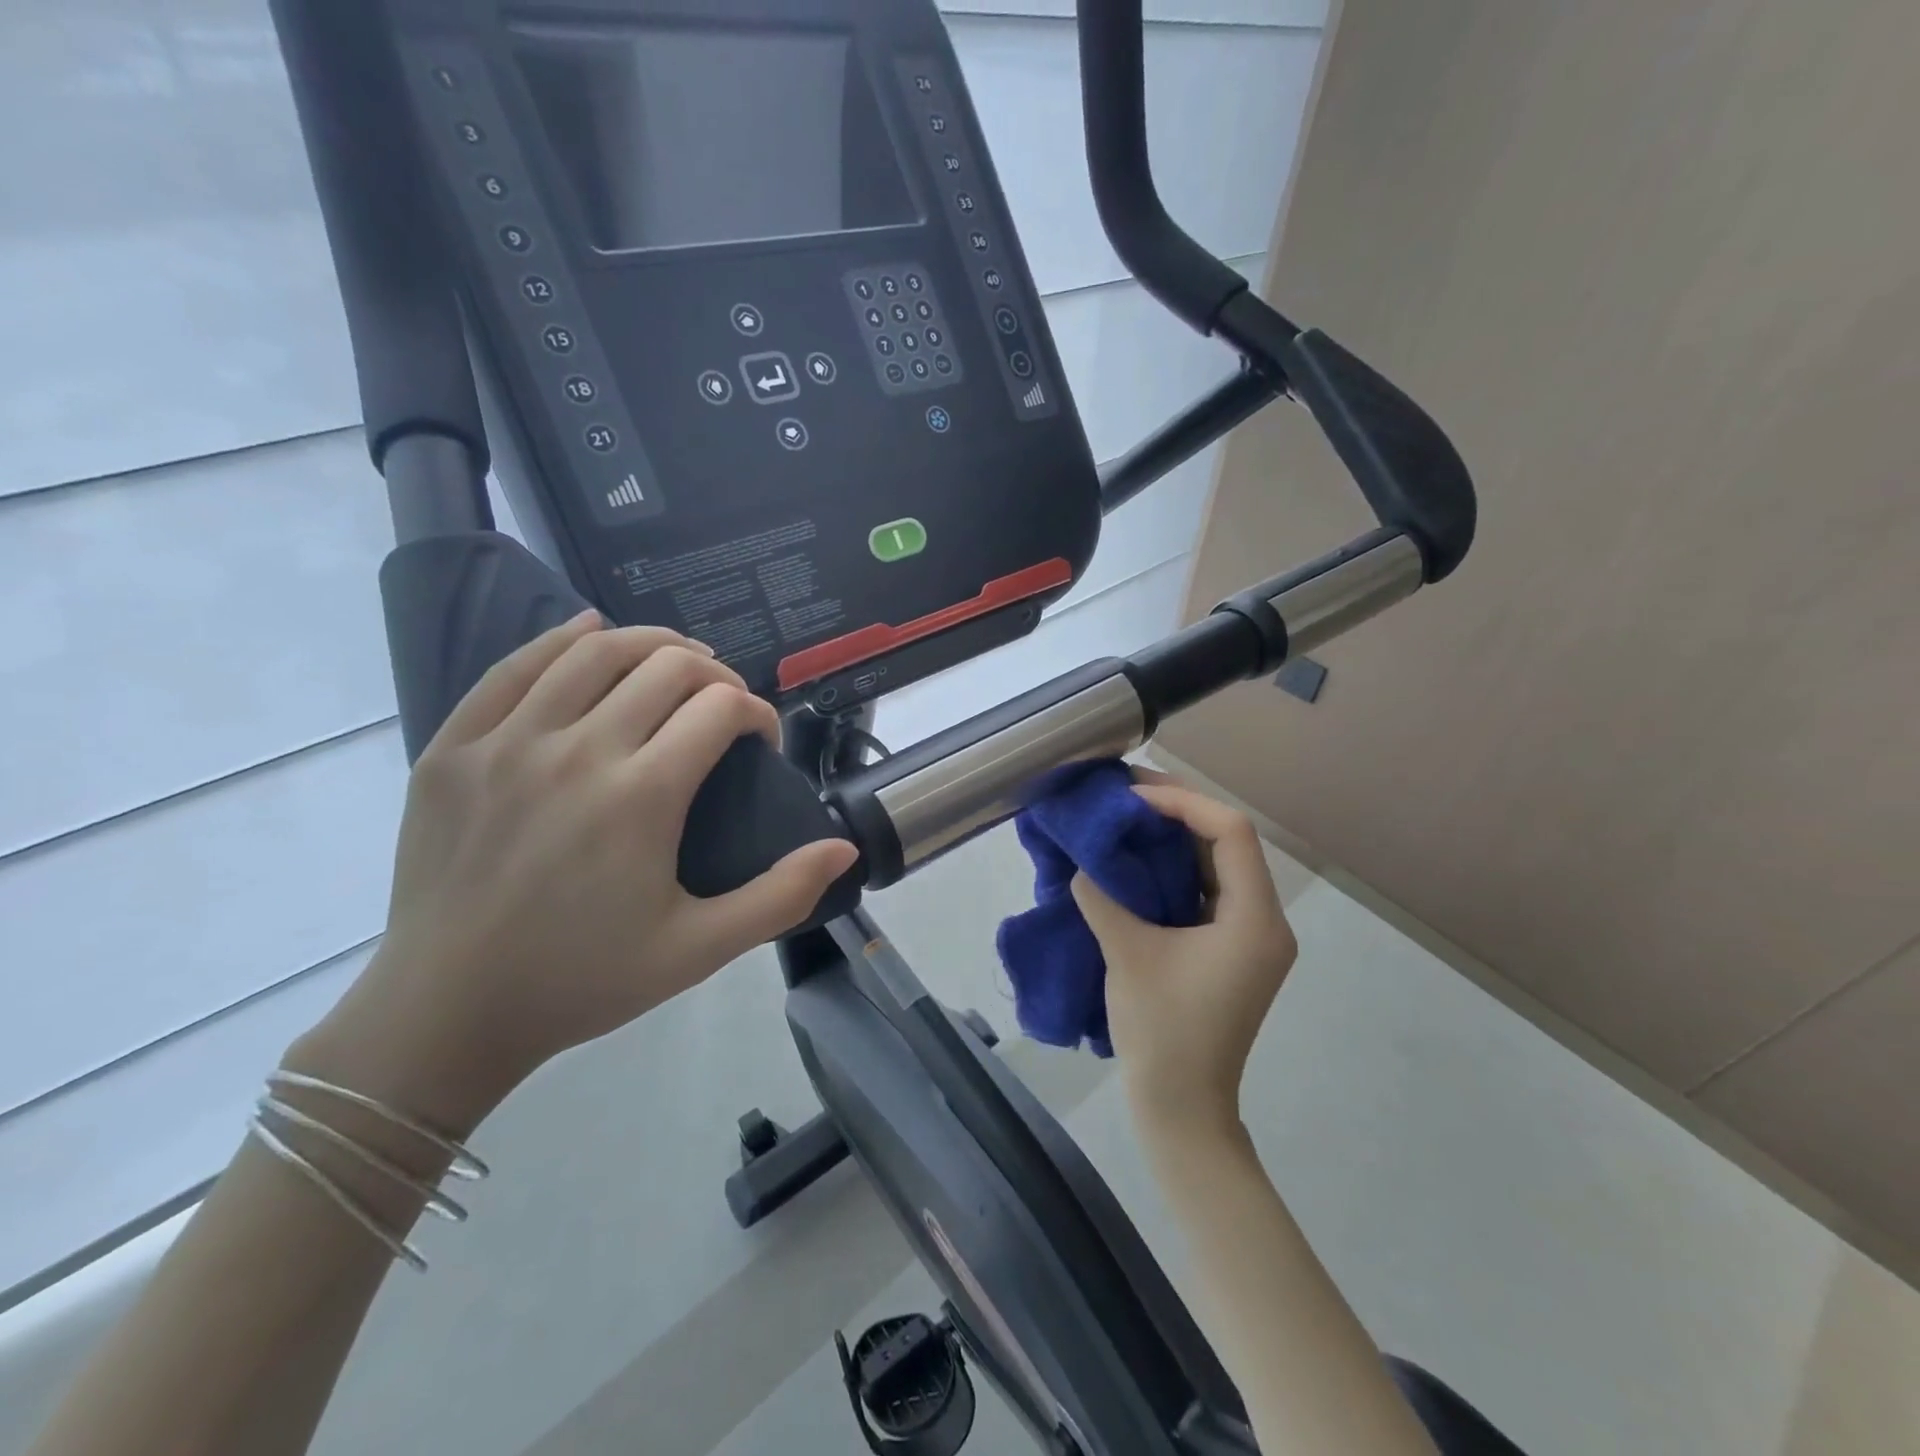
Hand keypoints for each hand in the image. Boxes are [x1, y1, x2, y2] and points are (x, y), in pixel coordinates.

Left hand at [289, 613, 858, 1132]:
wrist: (448, 1011)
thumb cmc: (584, 979)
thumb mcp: (699, 950)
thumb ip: (781, 896)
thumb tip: (844, 849)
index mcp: (642, 795)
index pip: (721, 707)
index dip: (757, 713)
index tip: (761, 743)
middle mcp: (578, 750)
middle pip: (667, 666)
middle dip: (714, 674)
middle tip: (724, 707)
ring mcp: (509, 742)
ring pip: (594, 651)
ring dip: (650, 644)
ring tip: (674, 664)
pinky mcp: (455, 747)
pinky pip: (514, 667)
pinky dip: (560, 640)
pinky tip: (589, 633)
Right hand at [1072, 774, 1297, 1134]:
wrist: (1182, 1107)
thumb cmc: (1162, 1032)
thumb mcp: (1126, 955)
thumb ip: (1102, 897)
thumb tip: (1081, 862)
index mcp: (1254, 919)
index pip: (1231, 832)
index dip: (1183, 803)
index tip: (1132, 798)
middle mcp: (1265, 920)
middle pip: (1229, 841)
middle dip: (1178, 810)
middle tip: (1125, 793)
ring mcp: (1251, 936)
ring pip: (1220, 863)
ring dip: (1177, 836)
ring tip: (1129, 815)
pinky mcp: (1232, 949)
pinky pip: (1210, 889)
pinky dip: (1177, 866)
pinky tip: (1140, 858)